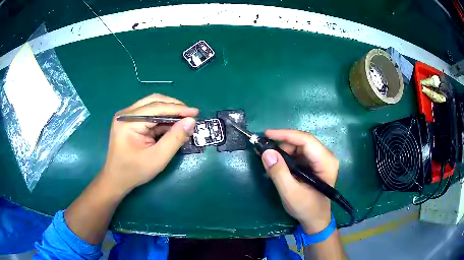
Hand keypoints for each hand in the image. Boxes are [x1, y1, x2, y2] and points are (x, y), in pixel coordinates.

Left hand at [101, 94, 197, 193]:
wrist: (116, 179)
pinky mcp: (130, 121)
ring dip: (169, 112)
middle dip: (174, 107)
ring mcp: (127, 116)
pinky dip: (162, 119)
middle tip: (190, 115)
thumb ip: (175, 138)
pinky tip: (172, 126)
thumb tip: (191, 121)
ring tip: (184, 120)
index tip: (196, 113)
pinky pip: (149, 114)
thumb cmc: (135, 171)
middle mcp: (126, 114)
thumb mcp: (158, 158)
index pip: (156, 107)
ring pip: (152, 106)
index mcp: (128, 121)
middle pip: (154, 101)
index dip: (178, 108)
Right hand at [261, 129, 338, 233]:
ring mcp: (321, 159)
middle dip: (282, 145)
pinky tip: (277, 165)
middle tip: (264, 151)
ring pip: (299, 146)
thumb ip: (279, 173)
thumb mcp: (290, 193)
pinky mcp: (315, 163)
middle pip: (302, 142)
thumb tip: (266, 152)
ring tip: (269, 160)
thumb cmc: (306, 208)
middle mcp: (326, 157)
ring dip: (283, 151)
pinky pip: (299, 153)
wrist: (315, 219)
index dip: (286, 135)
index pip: (306, 140)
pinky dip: (286, 157)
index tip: (266, 134)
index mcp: (326, 162)